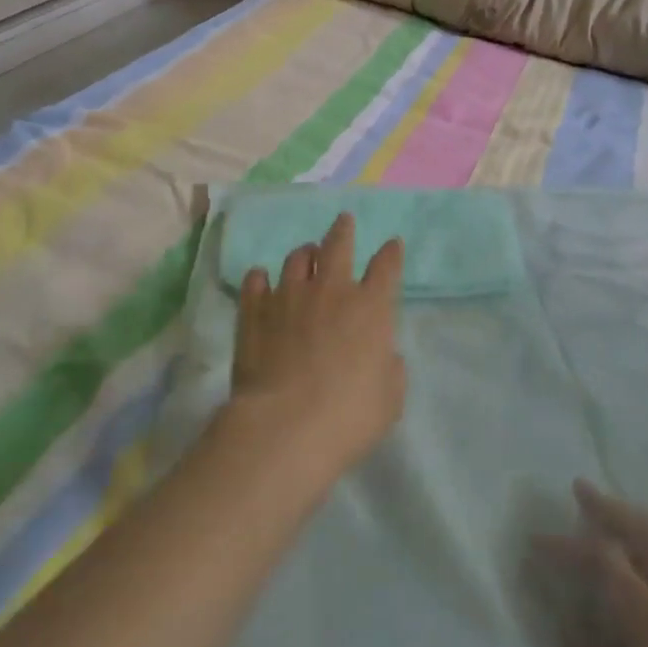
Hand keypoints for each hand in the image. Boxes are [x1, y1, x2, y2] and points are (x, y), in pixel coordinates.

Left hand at [228, 212, 406, 491]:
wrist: (285, 425)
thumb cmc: (349, 414)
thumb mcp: (390, 397)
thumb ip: (390, 367)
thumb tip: (383, 354)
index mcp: (371, 307)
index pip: (387, 267)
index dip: (391, 253)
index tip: (392, 244)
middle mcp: (331, 290)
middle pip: (338, 245)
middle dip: (343, 230)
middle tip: (344, 220)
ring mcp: (289, 296)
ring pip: (297, 258)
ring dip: (305, 254)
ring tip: (306, 255)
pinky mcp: (255, 311)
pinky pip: (256, 282)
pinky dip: (261, 279)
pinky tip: (261, 280)